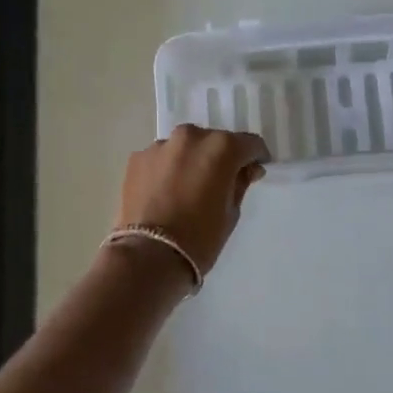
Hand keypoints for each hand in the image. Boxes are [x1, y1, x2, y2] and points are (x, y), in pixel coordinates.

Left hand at [116, 126, 269, 274]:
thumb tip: (247, 169)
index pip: (249, 143)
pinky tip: (166, 193)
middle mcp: (191, 137)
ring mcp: (160, 146)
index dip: (255, 157)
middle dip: (221, 157)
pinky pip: (162, 158)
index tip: (254, 171)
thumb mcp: (231, 212)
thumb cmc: (201, 237)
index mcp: (222, 147)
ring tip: (188, 188)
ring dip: (192, 161)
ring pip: (185, 148)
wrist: (149, 255)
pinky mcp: (137, 158)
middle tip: (219, 183)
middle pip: (214, 141)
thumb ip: (240, 183)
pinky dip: (168, 169)